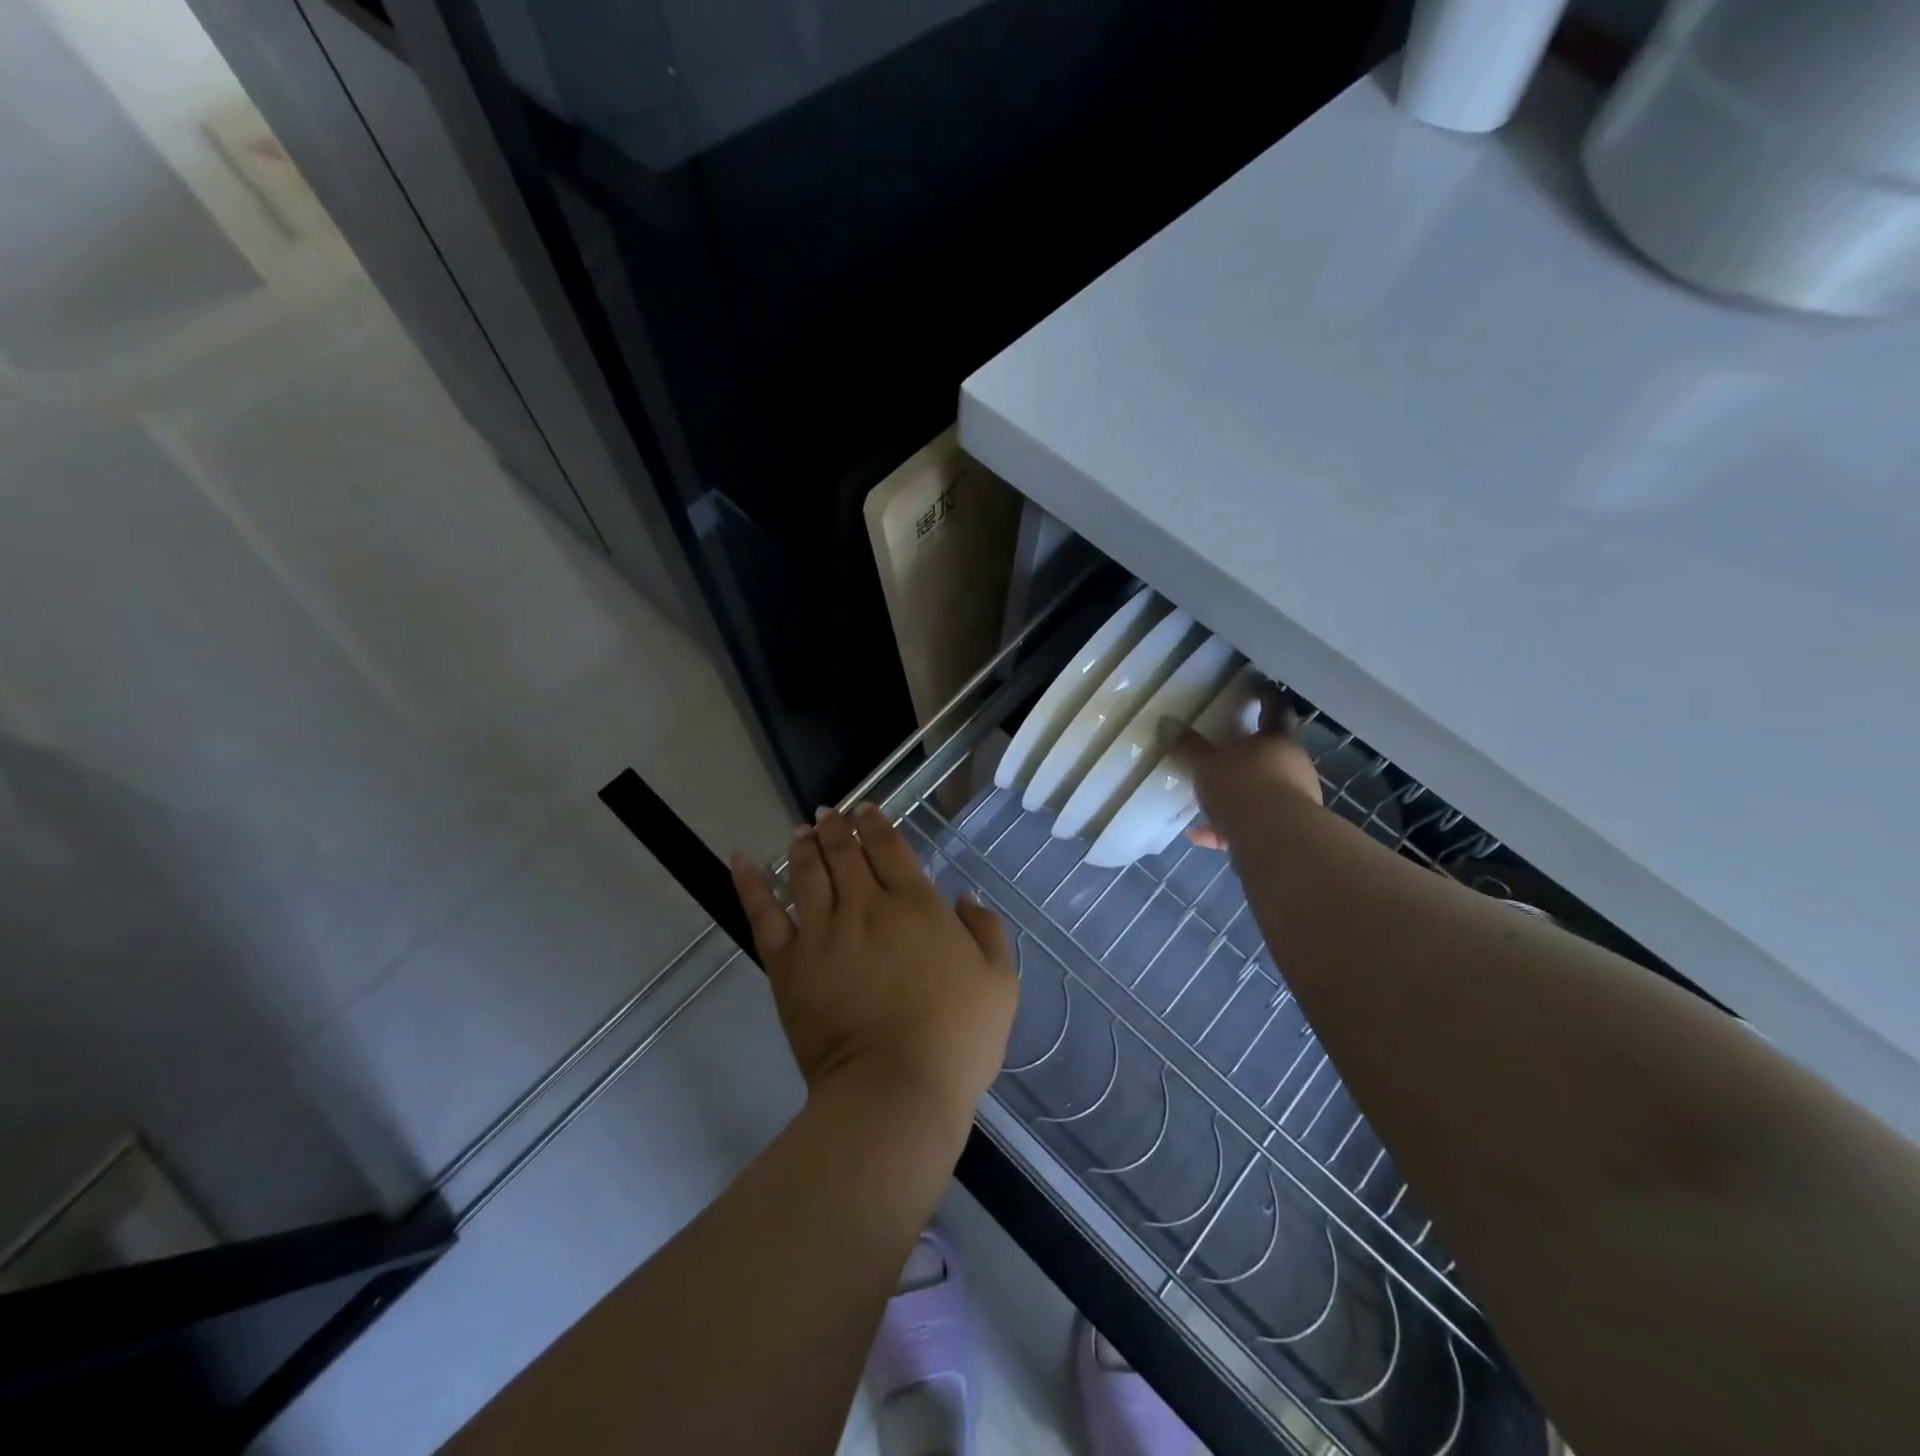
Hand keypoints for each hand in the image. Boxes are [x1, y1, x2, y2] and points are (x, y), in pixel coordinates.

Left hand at [730, 804, 1017, 1142]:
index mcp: (916, 904)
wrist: (896, 1090)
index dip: (876, 823)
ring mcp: (822, 932)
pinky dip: (750, 883)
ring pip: (806, 872)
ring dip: (803, 845)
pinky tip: (741, 859)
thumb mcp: (999, 981)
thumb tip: (963, 899)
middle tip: (828, 813)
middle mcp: (865, 906)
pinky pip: (763, 914)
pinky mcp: (788, 964)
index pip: (889, 847)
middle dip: (836, 827)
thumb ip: (987, 930)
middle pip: (844, 853)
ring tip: (801, 831)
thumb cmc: (957, 1039)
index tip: (865, 810)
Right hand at [1176, 687, 1322, 849]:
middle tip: (1224, 749)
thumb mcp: (1206, 764)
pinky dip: (1226, 827)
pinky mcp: (1283, 832)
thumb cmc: (1243, 787)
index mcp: (1277, 741)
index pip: (1274, 709)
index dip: (1266, 695)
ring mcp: (1292, 800)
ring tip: (1204, 800)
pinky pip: (1251, 824)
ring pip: (1261, 791)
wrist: (1275, 841)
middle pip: (1270, 753)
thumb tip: (1166, 722)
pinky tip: (1199, 835)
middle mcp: (1292, 767)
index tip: (1258, 685)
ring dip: (1235, 794)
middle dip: (1248, 752)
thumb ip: (1188, 746)